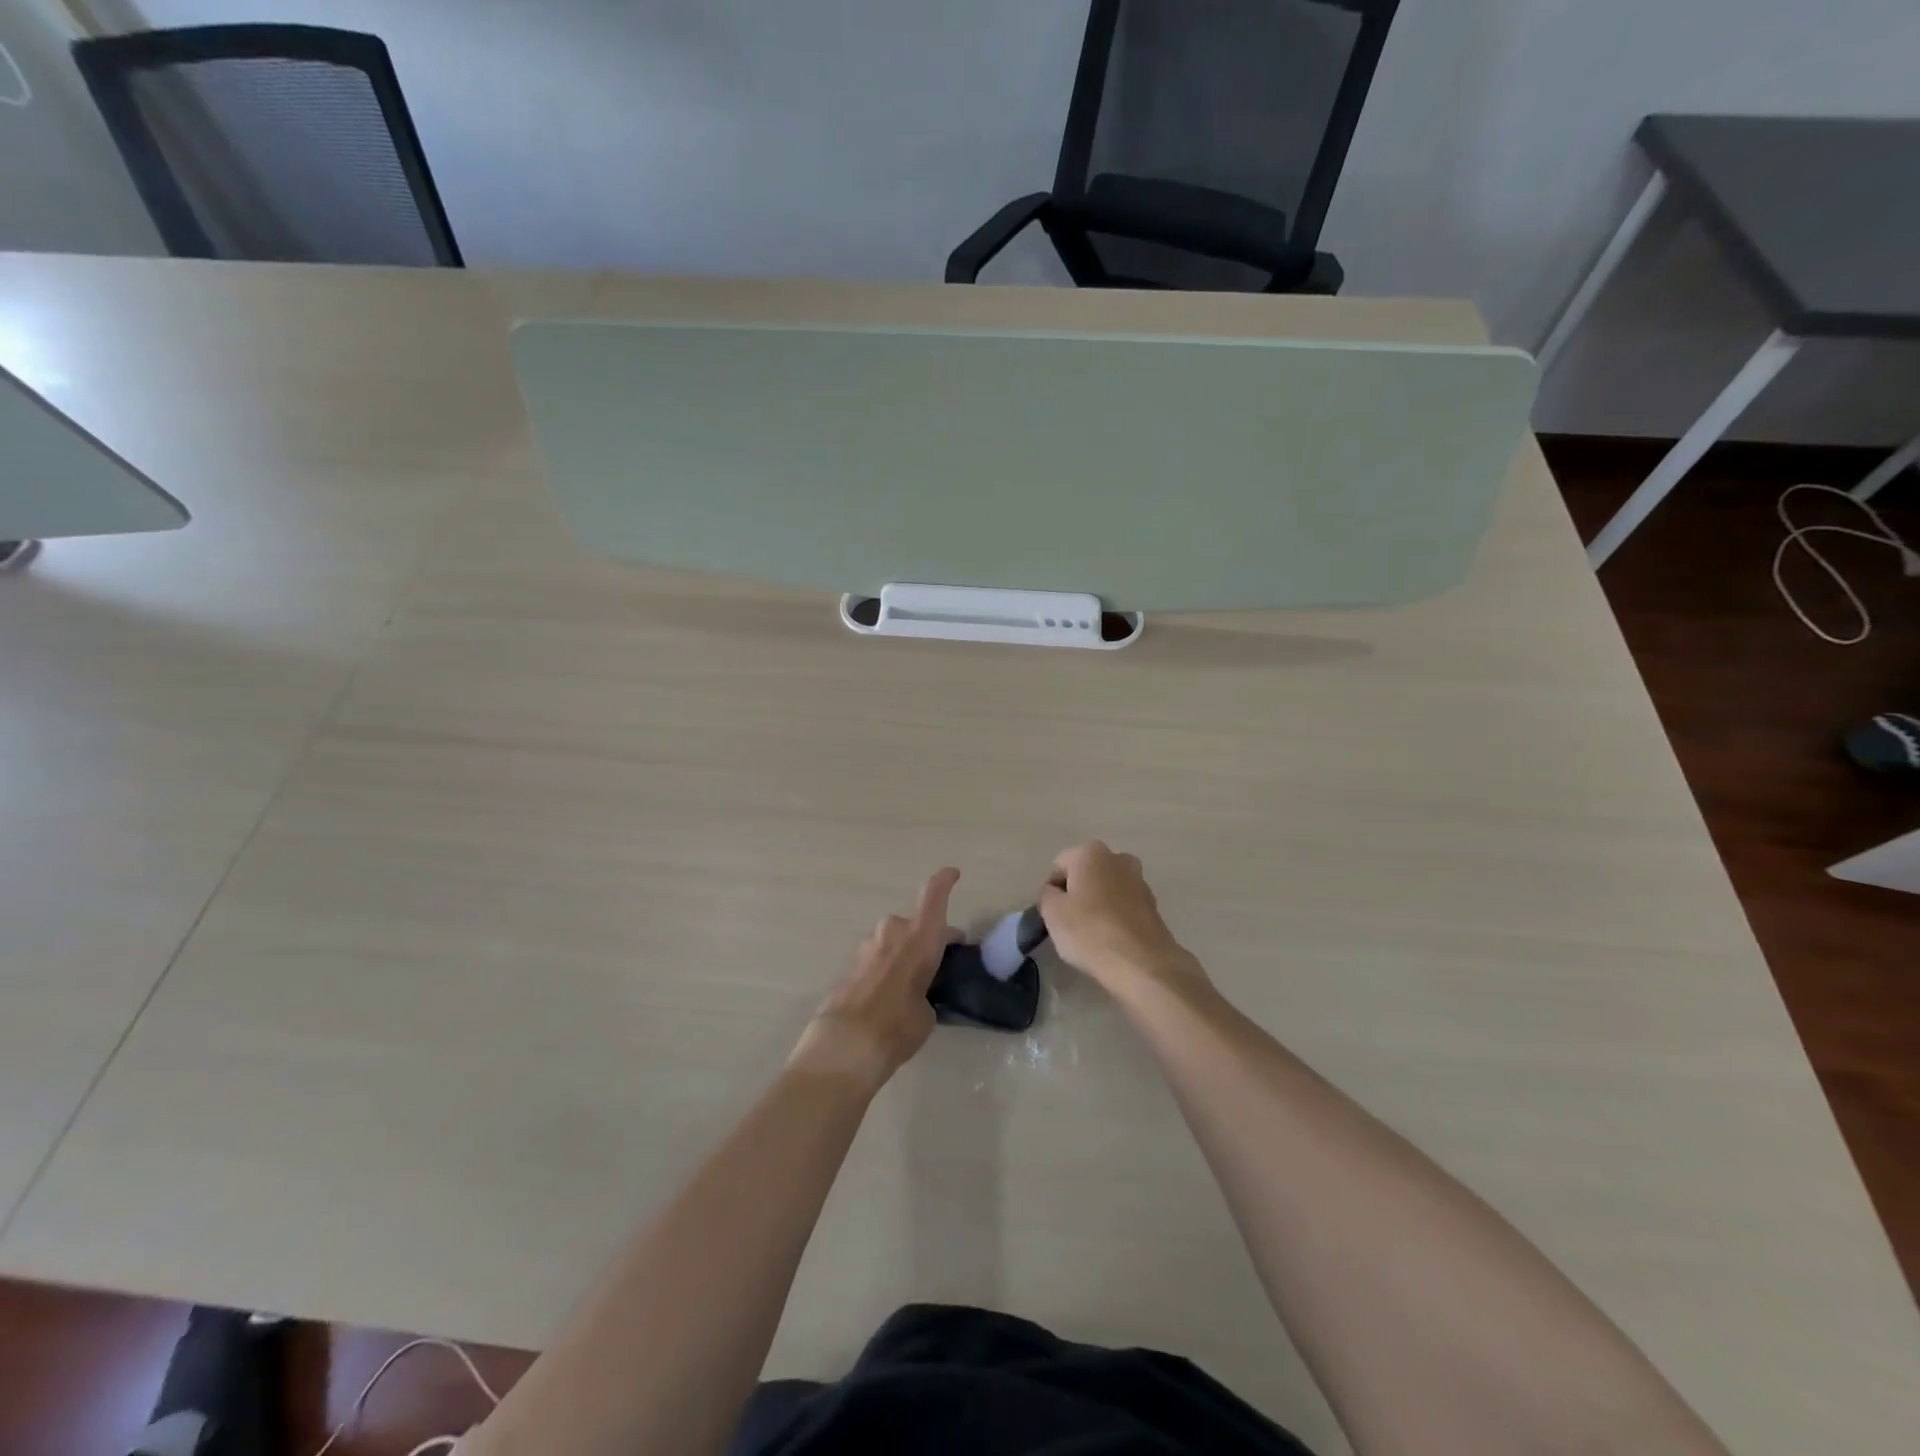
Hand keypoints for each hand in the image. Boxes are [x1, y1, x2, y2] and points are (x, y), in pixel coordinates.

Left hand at [788, 868, 960, 1091]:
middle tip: (940, 960)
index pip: (934, 896)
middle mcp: (893, 932)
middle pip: (915, 924)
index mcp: (920, 937)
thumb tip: (916, 995)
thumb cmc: (898, 1026)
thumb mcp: (927, 1012)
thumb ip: (926, 993)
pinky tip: (888, 995)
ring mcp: (866, 947)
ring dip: (904, 953)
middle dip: (928, 938)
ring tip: (912, 984)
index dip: (944, 882)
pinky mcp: (849, 965)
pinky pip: (877, 958)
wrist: (845, 1045)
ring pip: (893, 941)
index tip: (953, 874)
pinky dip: (886, 968)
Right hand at [1038, 842, 1202, 996]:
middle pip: (1086, 874)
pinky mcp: (1153, 906)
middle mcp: (1118, 858)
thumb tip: (1055, 893)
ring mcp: (1140, 881)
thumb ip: (1047, 895)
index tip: (1051, 914)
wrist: (1141, 963)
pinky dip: (1115, 917)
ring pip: (1107, 889)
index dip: (1051, 890)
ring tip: (1090, 934)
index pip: (1059, 865)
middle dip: (1076, 893)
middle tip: (1069, 922)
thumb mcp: (1052, 912)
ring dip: (1097, 904)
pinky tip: (1110, 940)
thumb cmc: (1089, 931)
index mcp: (1091, 852)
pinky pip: (1124, 906)